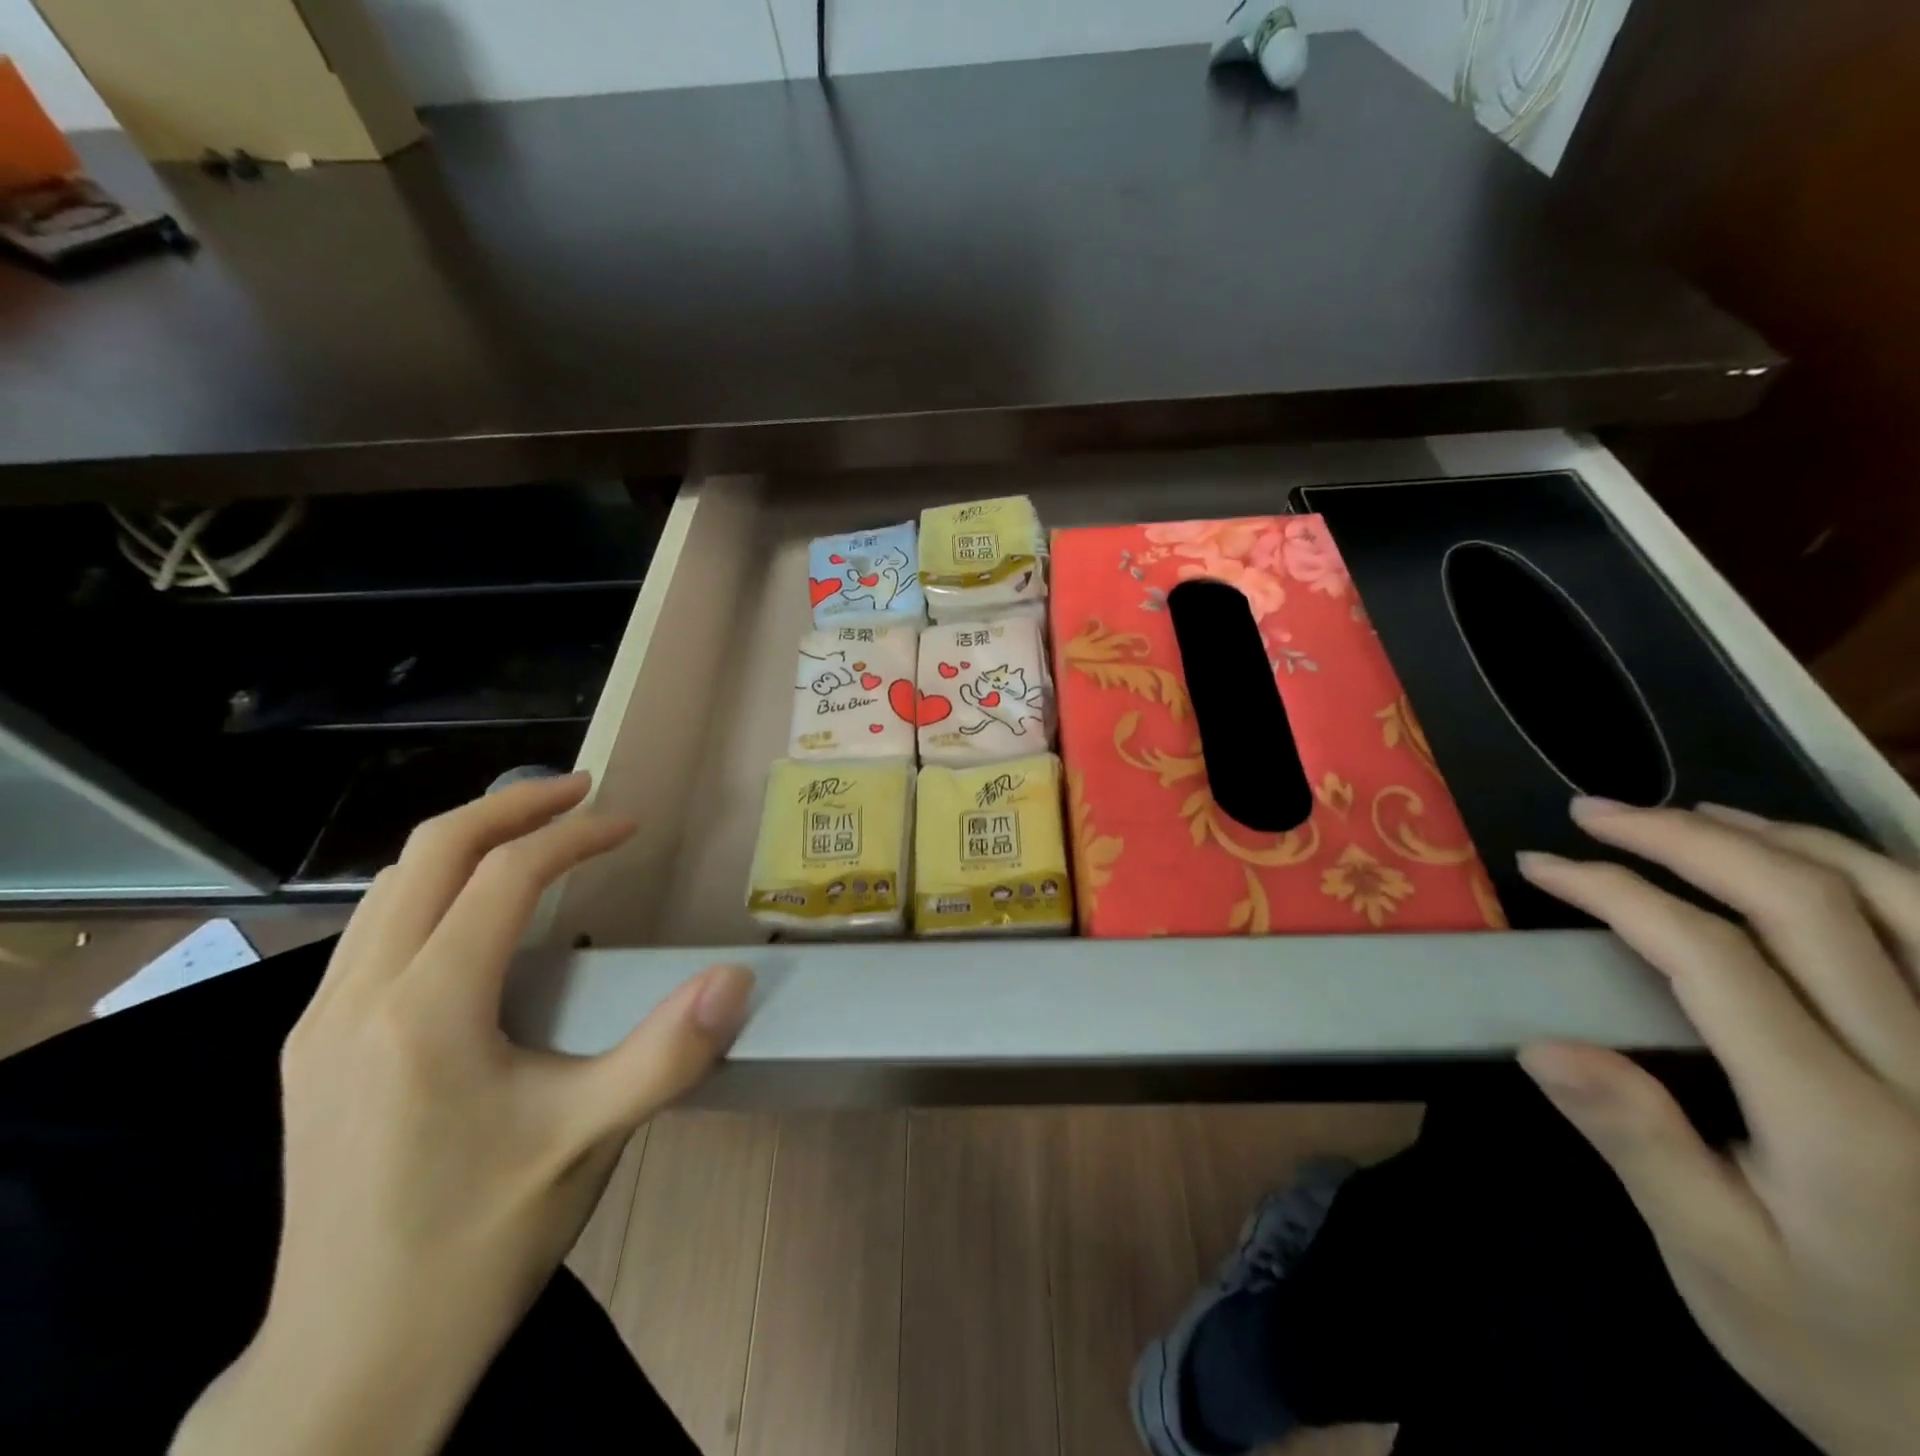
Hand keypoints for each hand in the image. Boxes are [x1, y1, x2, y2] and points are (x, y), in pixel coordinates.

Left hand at [173, 773, 754, 1455]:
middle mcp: (355, 998)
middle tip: (580, 792)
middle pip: (427, 854)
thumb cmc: (477, 1243)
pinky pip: (375, 929)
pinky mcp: (313, 1051)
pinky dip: (434, 889)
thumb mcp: (588, 1143)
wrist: (346, 1364)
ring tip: (536, 837)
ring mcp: (319, 1024)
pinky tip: (478, 918)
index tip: (631, 825)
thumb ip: (668, 1053)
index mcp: (423, 1010)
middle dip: (509, 807)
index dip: (575, 836)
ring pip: (389, 887)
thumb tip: (737, 976)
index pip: (502, 877)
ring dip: (466, 844)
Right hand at [1519, 799, 1919, 1455]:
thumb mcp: (1715, 1260)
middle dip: (1681, 839)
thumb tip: (1541, 1045)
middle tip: (1595, 813)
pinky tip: (1808, 859)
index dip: (1616, 891)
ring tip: (1686, 815)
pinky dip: (1877, 871)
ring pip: (1899, 899)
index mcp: (1842, 1123)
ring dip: (1777, 838)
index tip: (1543, 865)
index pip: (1710, 957)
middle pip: (1804, 904)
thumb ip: (1637, 1143)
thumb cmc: (1837, 1345)